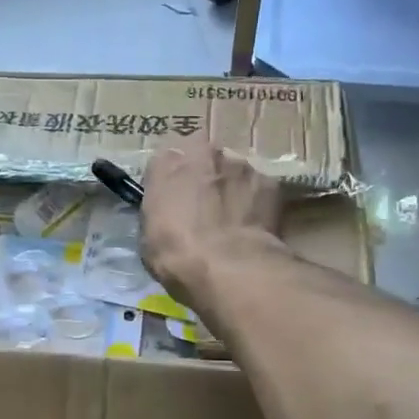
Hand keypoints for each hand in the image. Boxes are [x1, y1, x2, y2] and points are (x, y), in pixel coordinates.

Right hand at [141, 144, 282, 306]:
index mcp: (167, 162)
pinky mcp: (269, 181)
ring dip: (231, 185)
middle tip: (204, 205)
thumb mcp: (149, 231)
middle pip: (203, 157)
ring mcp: (240, 163)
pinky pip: (258, 186)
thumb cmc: (176, 252)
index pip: (165, 161)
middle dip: (203, 176)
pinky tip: (253, 223)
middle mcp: (203, 152)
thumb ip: (160, 207)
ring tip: (233, 216)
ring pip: (233, 169)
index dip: (170, 181)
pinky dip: (255, 200)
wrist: (228, 266)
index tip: (172, 200)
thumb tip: (170, 208)